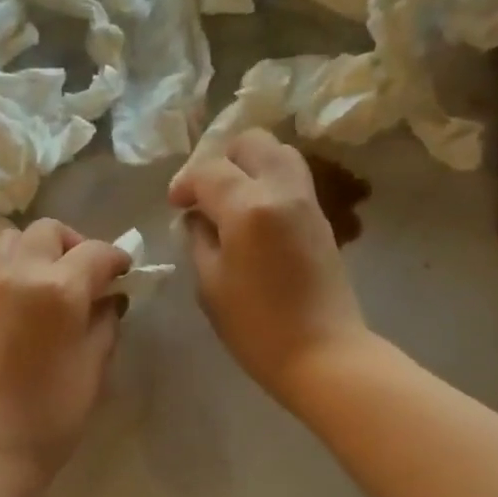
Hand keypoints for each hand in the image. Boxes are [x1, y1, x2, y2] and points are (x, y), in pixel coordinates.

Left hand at [0, 219, 130, 494]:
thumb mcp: (93, 370)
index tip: (125, 274)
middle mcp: (19, 274)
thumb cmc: (51, 416)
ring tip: (52, 283)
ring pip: (12, 240)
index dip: (116, 259)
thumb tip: (109, 301)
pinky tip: (28, 306)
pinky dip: (16, 270)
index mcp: (58, 289)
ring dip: (38, 249)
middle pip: (48, 231)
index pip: (95, 252)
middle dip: (74, 244)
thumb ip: (105, 325)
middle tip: (87, 276)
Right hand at [169, 129, 366, 407]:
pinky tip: (252, 217)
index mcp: (249, 207)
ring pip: (278, 154)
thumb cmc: (255, 327)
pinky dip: (268, 182)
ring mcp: (308, 201)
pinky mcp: (322, 218)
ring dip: (249, 166)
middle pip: (251, 143)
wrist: (322, 353)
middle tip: (205, 195)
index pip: (209, 171)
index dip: (185, 183)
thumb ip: (198, 240)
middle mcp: (282, 190)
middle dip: (222, 160)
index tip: (175, 205)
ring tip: (230, 201)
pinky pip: (292, 179)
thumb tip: (196, 218)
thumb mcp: (210, 285)